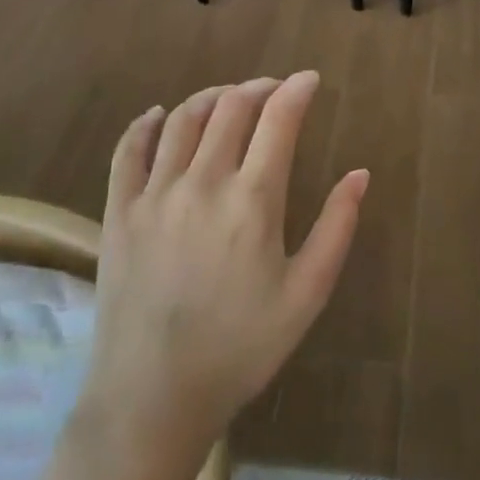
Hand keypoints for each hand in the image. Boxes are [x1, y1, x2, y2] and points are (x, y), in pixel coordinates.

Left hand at [77, 74, 367, 478]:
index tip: (310, 80)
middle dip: (258, 87)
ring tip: (229, 97)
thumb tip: (360, 174)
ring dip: (211, 97)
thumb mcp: (306, 295)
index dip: (297, 91)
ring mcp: (155, 195)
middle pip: (231, 108)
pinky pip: (128, 151)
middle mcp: (203, 183)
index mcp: (253, 201)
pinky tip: (158, 115)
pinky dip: (144, 124)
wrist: (153, 399)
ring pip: (182, 119)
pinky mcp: (119, 212)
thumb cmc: (240, 349)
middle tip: (274, 88)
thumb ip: (336, 228)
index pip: (278, 120)